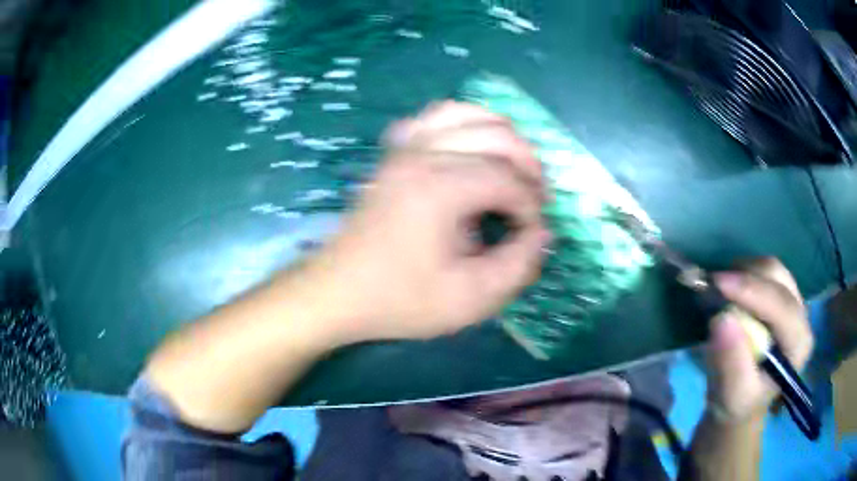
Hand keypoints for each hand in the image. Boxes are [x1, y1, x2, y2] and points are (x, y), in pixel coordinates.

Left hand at [305, 101, 549, 343]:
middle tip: (535, 201)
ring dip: (503, 136)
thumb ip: (518, 265)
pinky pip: (435, 117)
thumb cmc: (400, 300)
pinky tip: (473, 146)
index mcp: (441, 189)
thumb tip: (542, 233)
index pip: (509, 180)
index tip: (532, 233)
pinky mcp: (394, 153)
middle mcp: (424, 155)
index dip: (532, 206)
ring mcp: (405, 149)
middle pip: (497, 136)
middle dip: (529, 166)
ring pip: (468, 114)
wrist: (338, 291)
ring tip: (514, 168)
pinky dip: (464, 122)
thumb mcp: (469, 299)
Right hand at [706, 258, 813, 422]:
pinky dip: (743, 274)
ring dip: (743, 272)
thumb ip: (730, 364)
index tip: (717, 284)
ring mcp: (792, 303)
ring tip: (719, 290)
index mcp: (799, 345)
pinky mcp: (780, 296)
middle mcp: (801, 317)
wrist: (740, 403)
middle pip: (778, 278)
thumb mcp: (730, 397)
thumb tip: (721, 319)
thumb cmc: (737, 405)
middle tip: (714, 287)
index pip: (781, 306)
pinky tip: (729, 290)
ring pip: (771, 269)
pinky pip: (764, 273)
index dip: (751, 291)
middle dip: (746, 276)